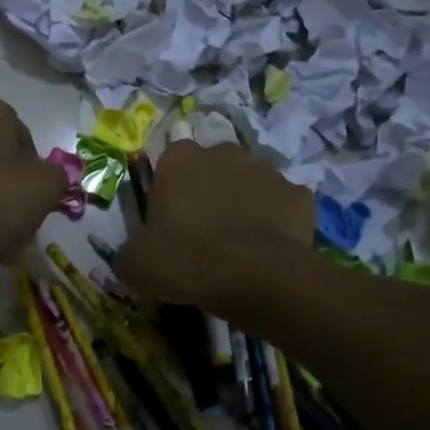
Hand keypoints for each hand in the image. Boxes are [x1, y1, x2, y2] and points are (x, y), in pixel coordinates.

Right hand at [118, 141, 313, 310]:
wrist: (255, 276)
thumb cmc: (186, 260)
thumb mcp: (137, 264)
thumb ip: (130, 251)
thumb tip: (131, 256)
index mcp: (179, 160)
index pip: (170, 161)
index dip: (171, 189)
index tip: (171, 219)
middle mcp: (223, 153)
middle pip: (213, 166)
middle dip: (210, 190)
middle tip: (205, 231)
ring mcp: (266, 170)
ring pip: (250, 183)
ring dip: (245, 203)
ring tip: (240, 243)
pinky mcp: (299, 194)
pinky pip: (284, 205)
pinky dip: (278, 221)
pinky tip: (270, 249)